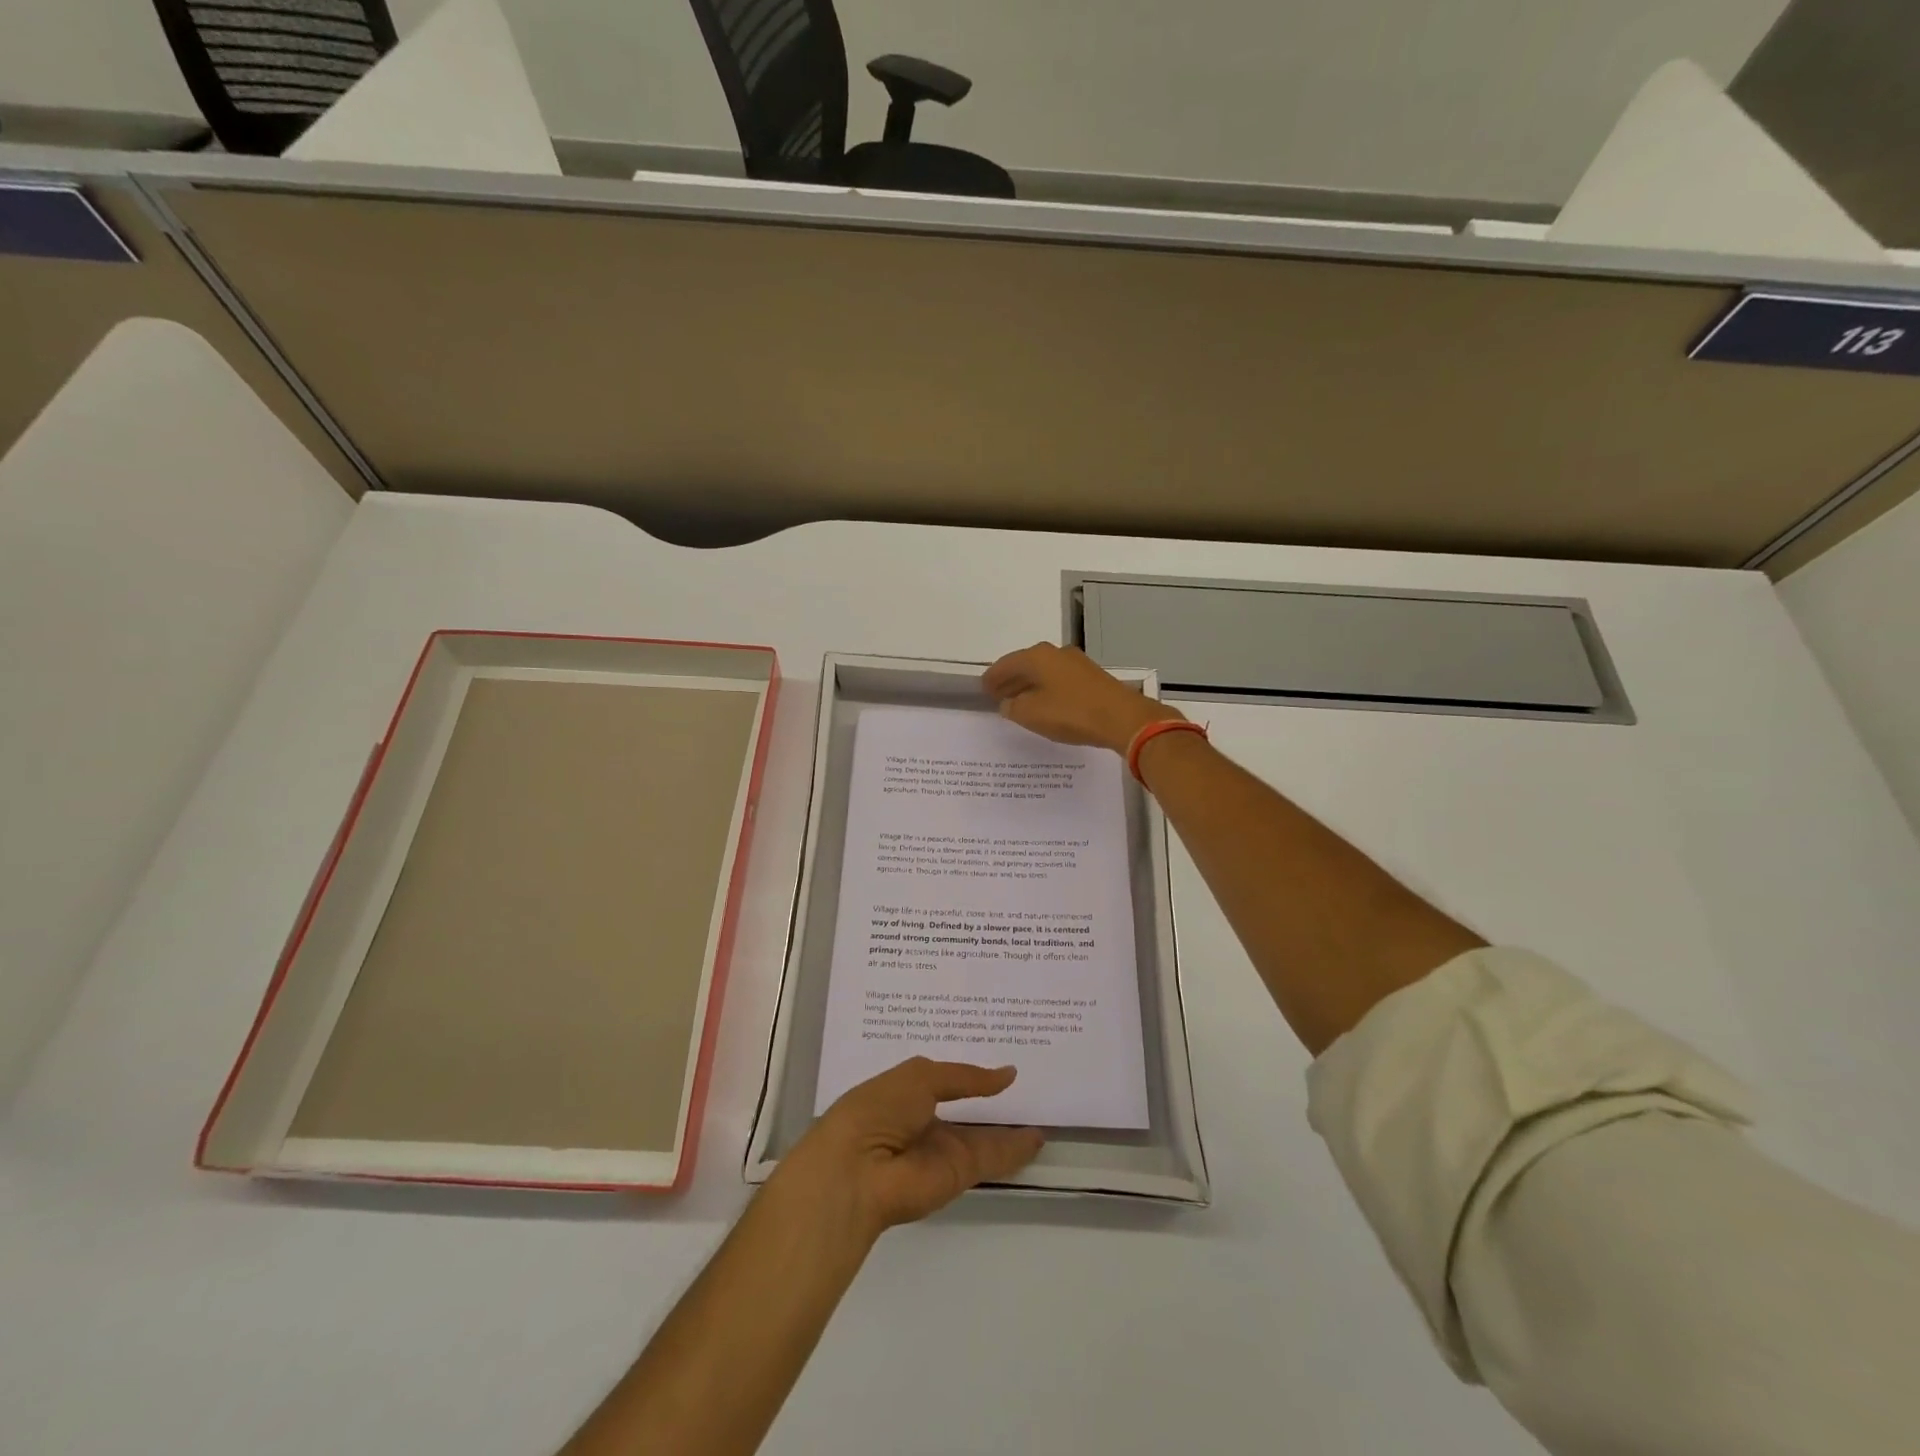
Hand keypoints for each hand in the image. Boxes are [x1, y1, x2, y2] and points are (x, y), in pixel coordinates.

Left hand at [773, 1059, 1044, 1242]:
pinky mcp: (959, 1175)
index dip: (966, 1073)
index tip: (994, 1061)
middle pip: (965, 1112)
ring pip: (983, 1137)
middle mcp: (925, 1123)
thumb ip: (965, 1077)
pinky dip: (1016, 1150)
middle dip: (990, 1101)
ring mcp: (942, 1150)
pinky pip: (992, 1158)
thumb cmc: (878, 1109)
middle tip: (1028, 1084)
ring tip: (1042, 1112)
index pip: (943, 1081)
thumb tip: (1006, 1074)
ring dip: (1009, 1129)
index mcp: (905, 1094)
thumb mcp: (920, 1077)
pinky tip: (1039, 1138)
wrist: (858, 1171)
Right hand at [983, 642, 1183, 754]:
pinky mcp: (1092, 678)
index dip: (992, 678)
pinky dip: (1047, 690)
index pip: (1006, 664)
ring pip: (1045, 673)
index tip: (983, 688)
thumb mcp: (1031, 714)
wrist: (1122, 718)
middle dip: (1011, 680)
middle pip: (1026, 665)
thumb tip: (1008, 703)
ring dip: (1030, 686)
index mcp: (1037, 656)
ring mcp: (1077, 664)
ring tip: (1019, 702)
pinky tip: (1046, 705)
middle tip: (997, 695)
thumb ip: (1013, 708)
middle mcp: (1056, 653)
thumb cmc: (1071, 713)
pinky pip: (1060, 681)